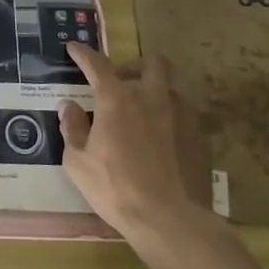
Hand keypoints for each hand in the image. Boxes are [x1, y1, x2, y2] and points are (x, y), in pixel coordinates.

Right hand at [57, 43, 226, 246]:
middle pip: (151, 63)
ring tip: (141, 116)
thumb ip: (72, 128)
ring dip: (153, 94)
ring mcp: (180, 115)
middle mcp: (151, 97)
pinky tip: (161, 142)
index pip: (97, 64)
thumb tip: (68, 106)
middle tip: (121, 83)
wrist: (170, 220)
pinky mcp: (199, 137)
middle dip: (134, 66)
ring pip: (169, 89)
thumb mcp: (77, 162)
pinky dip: (169, 119)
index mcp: (117, 99)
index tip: (73, 48)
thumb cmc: (115, 188)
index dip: (83, 53)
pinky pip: (183, 116)